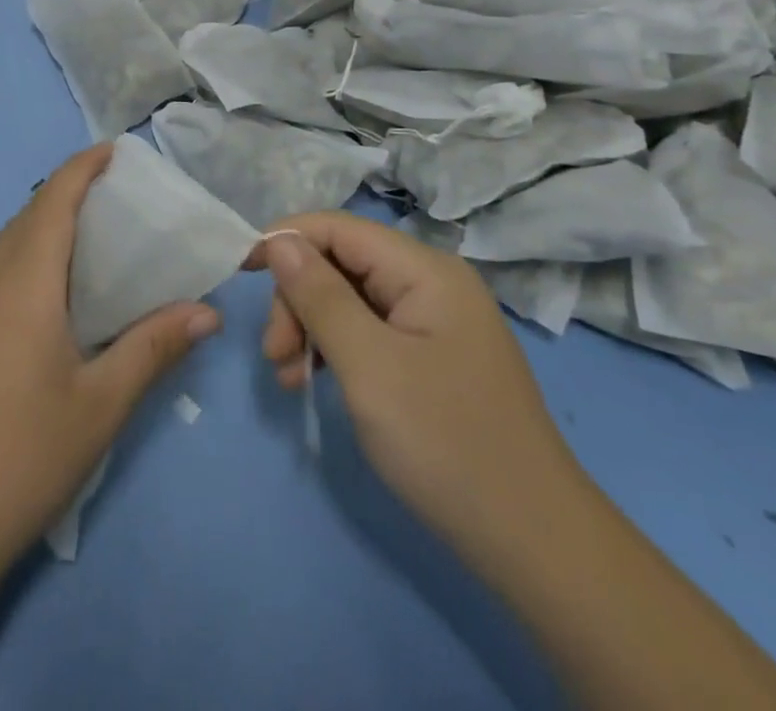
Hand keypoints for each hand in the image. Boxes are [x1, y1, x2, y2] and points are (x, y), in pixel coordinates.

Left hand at [0, 144, 220, 569]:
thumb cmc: (25, 455)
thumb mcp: (102, 403)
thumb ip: (155, 347)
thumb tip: (207, 312)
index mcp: (23, 283)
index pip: (53, 200)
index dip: (82, 167)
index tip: (113, 151)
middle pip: (26, 218)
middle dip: (66, 197)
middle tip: (111, 205)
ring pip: (1, 248)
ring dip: (39, 232)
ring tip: (81, 251)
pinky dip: (16, 265)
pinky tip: (35, 306)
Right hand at [256, 213, 579, 545]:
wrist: (535, 547)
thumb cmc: (446, 442)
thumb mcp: (368, 365)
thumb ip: (318, 296)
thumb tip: (279, 240)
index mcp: (425, 270)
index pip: (338, 228)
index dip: (285, 239)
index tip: (239, 270)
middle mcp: (432, 283)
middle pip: (340, 263)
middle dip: (298, 299)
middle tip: (276, 353)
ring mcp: (434, 321)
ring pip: (349, 299)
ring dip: (310, 328)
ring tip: (289, 375)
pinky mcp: (432, 356)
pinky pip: (368, 332)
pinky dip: (334, 350)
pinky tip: (312, 381)